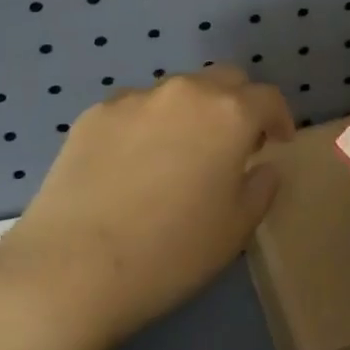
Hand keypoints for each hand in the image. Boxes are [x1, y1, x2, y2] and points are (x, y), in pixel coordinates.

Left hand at [0, 66, 293, 345]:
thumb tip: (262, 167)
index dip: (279, 118)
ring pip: (178, 92)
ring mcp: (136, 99)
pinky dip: (147, 125)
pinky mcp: (94, 114)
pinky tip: (132, 165)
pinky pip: (135, 109)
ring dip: (191, 112)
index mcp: (229, 113)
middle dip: (238, 104)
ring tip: (179, 154)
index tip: (277, 142)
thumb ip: (262, 188)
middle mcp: (186, 92)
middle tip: (233, 143)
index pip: (268, 98)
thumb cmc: (170, 252)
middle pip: (225, 80)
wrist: (70, 270)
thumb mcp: (236, 229)